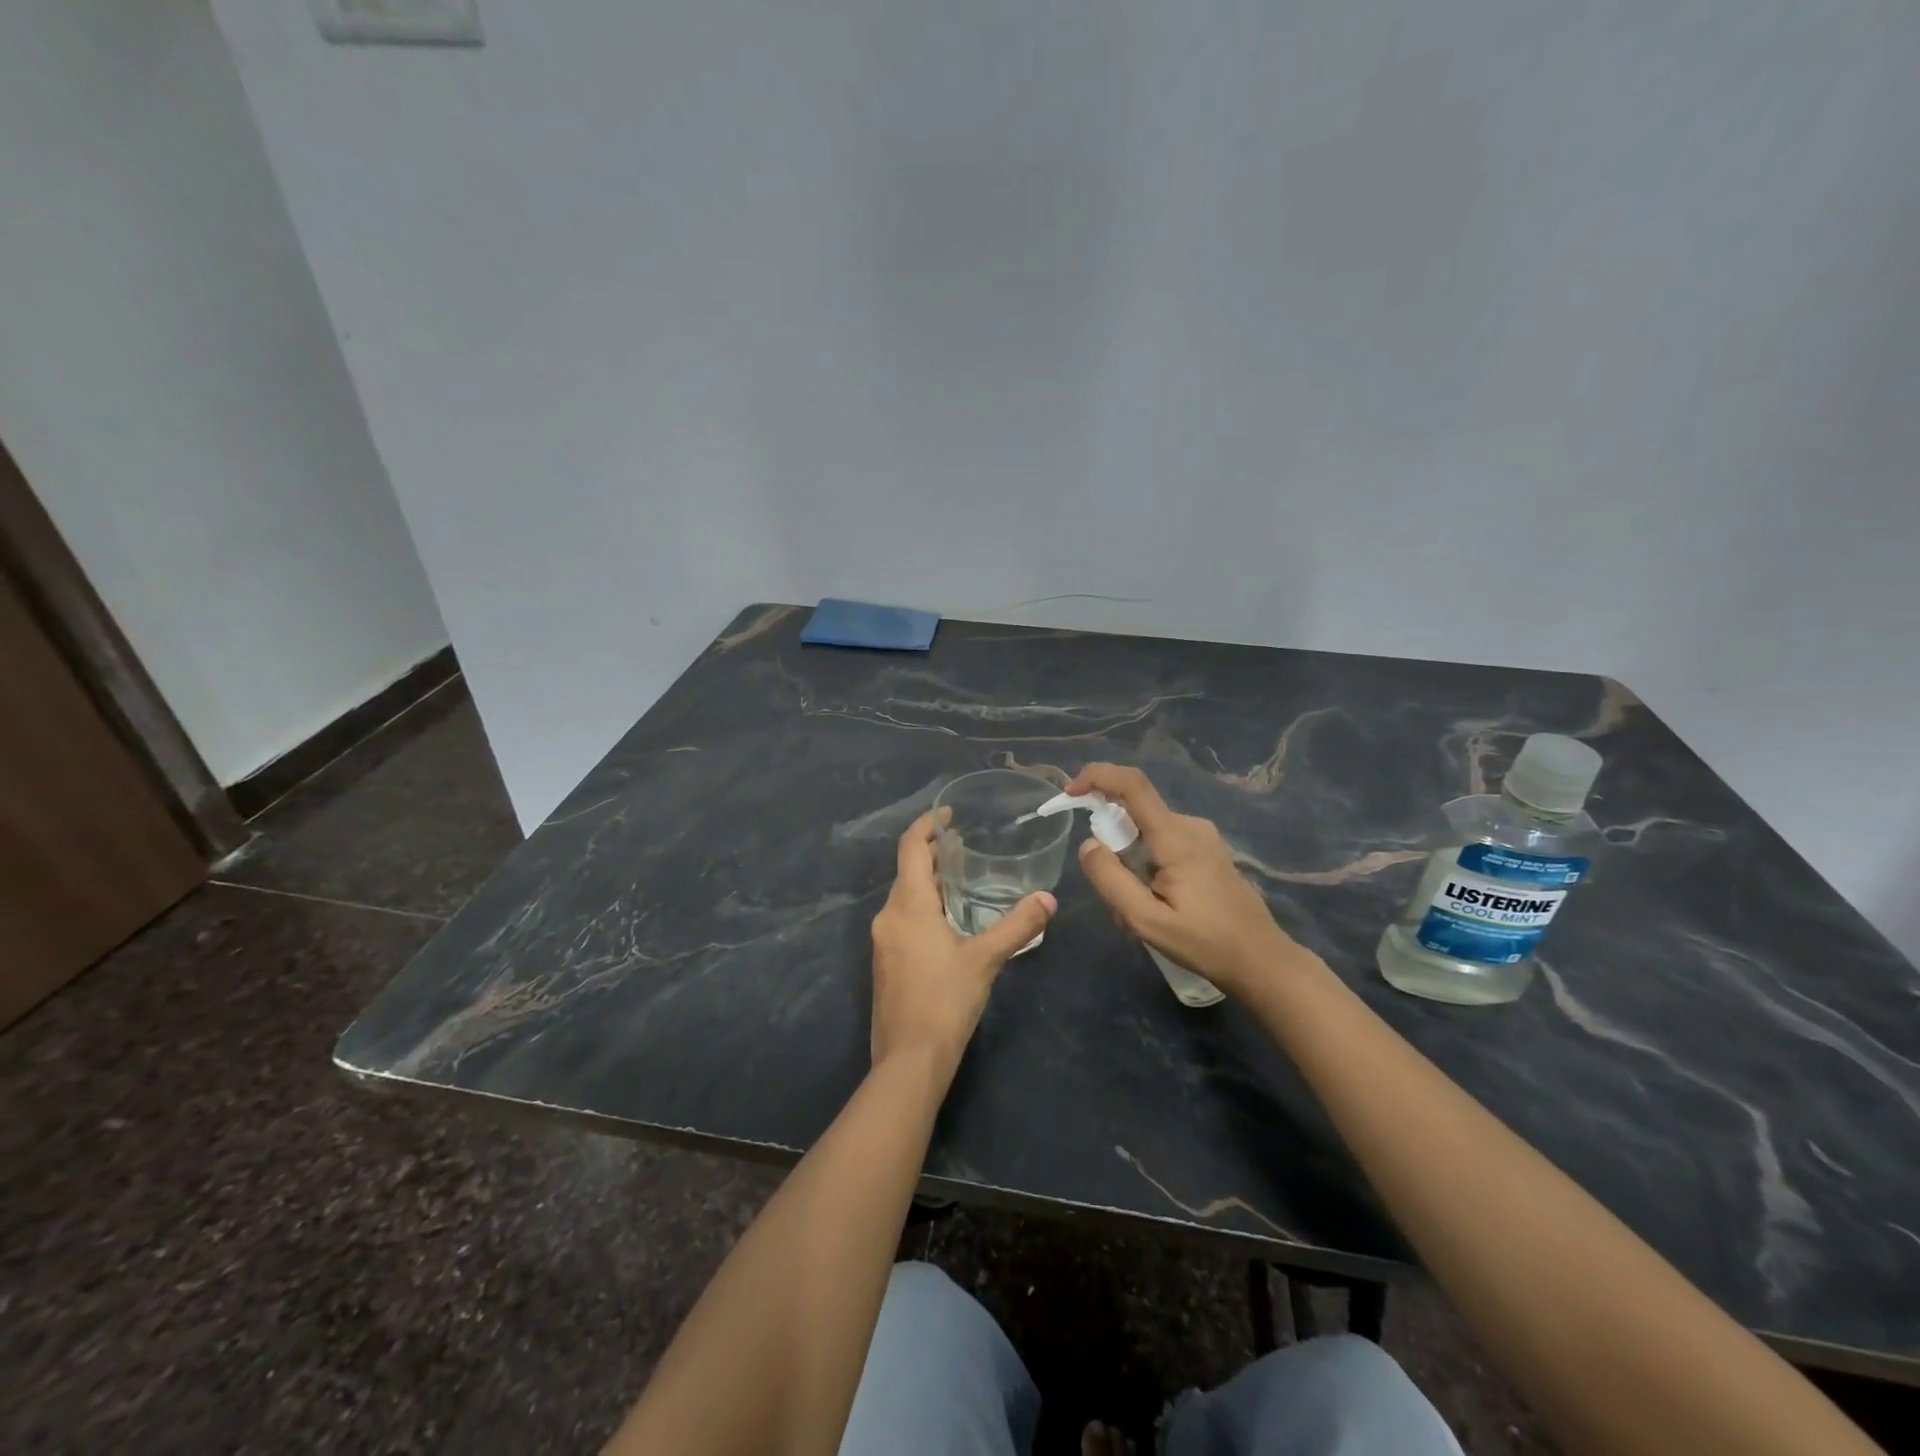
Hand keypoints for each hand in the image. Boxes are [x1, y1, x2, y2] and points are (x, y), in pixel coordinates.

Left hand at [869, 810, 1055, 1068]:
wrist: (908, 1060)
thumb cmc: (945, 1001)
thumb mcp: (986, 959)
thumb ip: (1018, 926)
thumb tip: (1048, 899)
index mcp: (908, 906)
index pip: (910, 847)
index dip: (927, 825)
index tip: (949, 813)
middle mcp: (888, 916)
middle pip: (907, 870)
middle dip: (933, 853)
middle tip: (966, 845)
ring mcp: (882, 940)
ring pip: (904, 896)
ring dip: (929, 881)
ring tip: (963, 878)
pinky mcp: (885, 962)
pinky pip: (902, 918)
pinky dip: (923, 906)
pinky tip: (949, 921)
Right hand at [1067, 763, 1298, 997]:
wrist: (1262, 960)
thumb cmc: (1206, 943)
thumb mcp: (1147, 920)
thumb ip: (1111, 880)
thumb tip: (1088, 844)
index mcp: (1175, 837)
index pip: (1132, 784)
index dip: (1097, 777)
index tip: (1071, 793)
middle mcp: (1189, 825)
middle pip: (1133, 816)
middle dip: (1112, 849)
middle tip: (1116, 900)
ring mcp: (1201, 837)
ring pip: (1146, 835)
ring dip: (1130, 867)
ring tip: (1138, 915)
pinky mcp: (1206, 850)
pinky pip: (1162, 846)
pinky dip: (1147, 869)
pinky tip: (1157, 908)